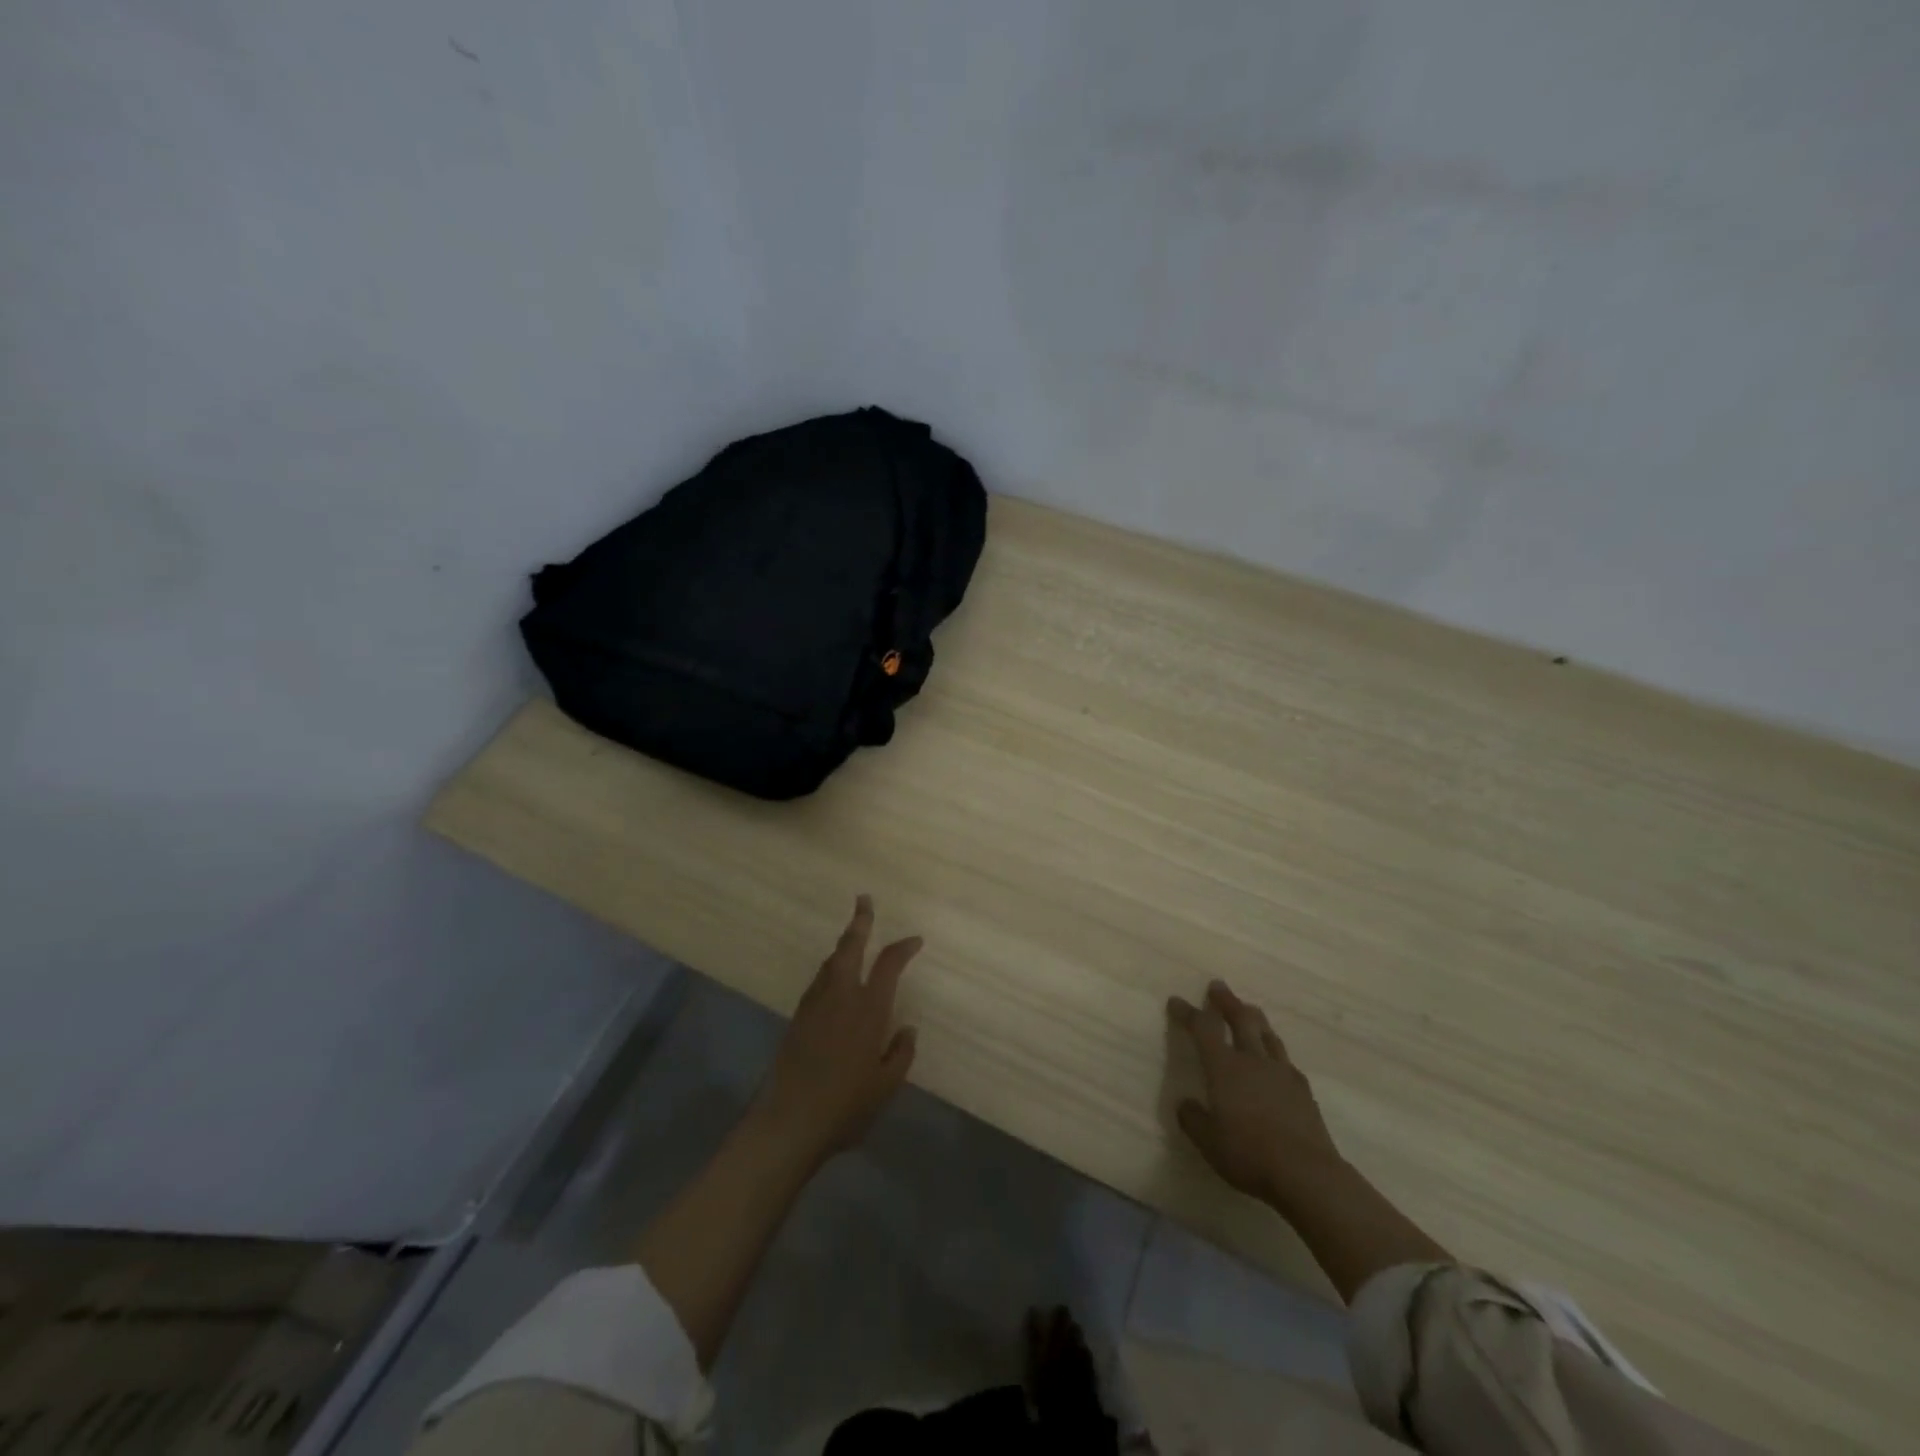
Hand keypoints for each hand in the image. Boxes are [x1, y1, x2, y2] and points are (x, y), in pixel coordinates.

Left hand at [751, 895, 920, 1165]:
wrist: (790, 1121)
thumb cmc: (846, 1105)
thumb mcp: (886, 1085)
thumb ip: (900, 1053)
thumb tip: (907, 1029)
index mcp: (868, 1009)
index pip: (888, 965)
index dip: (903, 948)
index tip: (915, 940)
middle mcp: (840, 997)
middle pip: (850, 948)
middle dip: (859, 922)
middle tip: (864, 901)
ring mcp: (815, 1006)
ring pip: (830, 963)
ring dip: (843, 946)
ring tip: (852, 938)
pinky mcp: (797, 1019)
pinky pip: (818, 982)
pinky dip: (830, 970)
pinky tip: (833, 979)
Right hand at [1168, 980, 1344, 1209]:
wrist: (1307, 1174)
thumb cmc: (1249, 1154)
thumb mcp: (1208, 1142)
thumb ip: (1193, 1119)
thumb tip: (1186, 1103)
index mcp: (1224, 1067)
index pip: (1203, 1028)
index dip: (1188, 1012)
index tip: (1176, 1001)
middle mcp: (1253, 1060)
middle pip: (1241, 1019)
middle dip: (1227, 1001)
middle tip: (1218, 986)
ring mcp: (1282, 1072)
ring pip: (1267, 1033)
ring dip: (1254, 1017)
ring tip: (1249, 1010)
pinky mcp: (1303, 1089)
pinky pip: (1284, 1058)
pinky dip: (1273, 1048)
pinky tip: (1275, 1057)